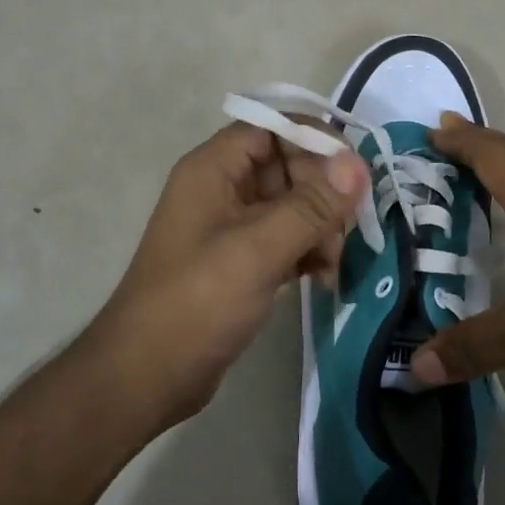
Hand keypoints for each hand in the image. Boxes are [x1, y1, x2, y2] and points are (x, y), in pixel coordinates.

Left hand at [89, 122, 367, 425]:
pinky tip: (324, 280)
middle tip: (348, 228)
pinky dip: (310, 252)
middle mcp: (223, 189)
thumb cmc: (196, 302)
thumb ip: (311, 206)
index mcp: (214, 169)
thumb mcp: (257, 250)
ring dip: (322, 228)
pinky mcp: (243, 261)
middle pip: (289, 167)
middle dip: (324, 194)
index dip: (315, 140)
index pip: (273, 129)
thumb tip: (357, 164)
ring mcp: (233, 227)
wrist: (147, 376)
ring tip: (333, 265)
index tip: (355, 171)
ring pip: (294, 206)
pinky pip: (288, 239)